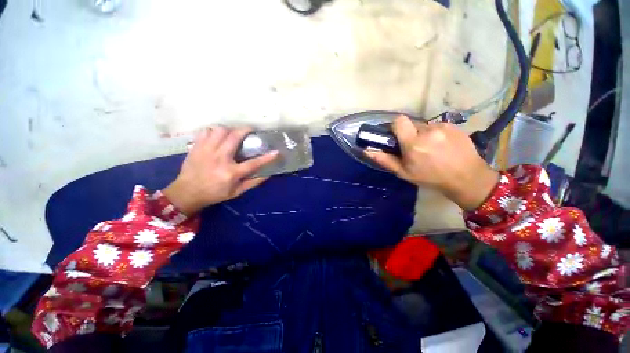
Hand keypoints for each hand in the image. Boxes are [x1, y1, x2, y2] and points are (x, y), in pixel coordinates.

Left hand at [162, 127, 278, 215]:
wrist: (187, 193)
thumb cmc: (215, 194)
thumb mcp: (237, 192)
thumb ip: (253, 183)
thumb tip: (268, 174)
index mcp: (231, 173)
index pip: (254, 163)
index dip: (267, 158)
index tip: (276, 152)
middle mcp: (220, 158)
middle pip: (234, 137)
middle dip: (245, 130)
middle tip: (250, 130)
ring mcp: (206, 151)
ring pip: (219, 130)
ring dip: (229, 129)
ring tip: (232, 134)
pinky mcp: (196, 147)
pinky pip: (206, 131)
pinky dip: (214, 131)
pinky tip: (217, 136)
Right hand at [366, 116, 498, 210]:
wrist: (466, 177)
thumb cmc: (430, 177)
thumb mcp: (404, 172)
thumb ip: (385, 160)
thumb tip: (367, 150)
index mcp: (413, 143)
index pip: (399, 121)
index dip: (395, 127)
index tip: (396, 137)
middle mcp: (428, 131)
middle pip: (411, 123)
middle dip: (409, 133)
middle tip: (414, 147)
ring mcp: (443, 127)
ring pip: (424, 125)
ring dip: (423, 134)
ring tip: (431, 148)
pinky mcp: (454, 126)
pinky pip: (437, 126)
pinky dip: (435, 134)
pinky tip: (442, 146)